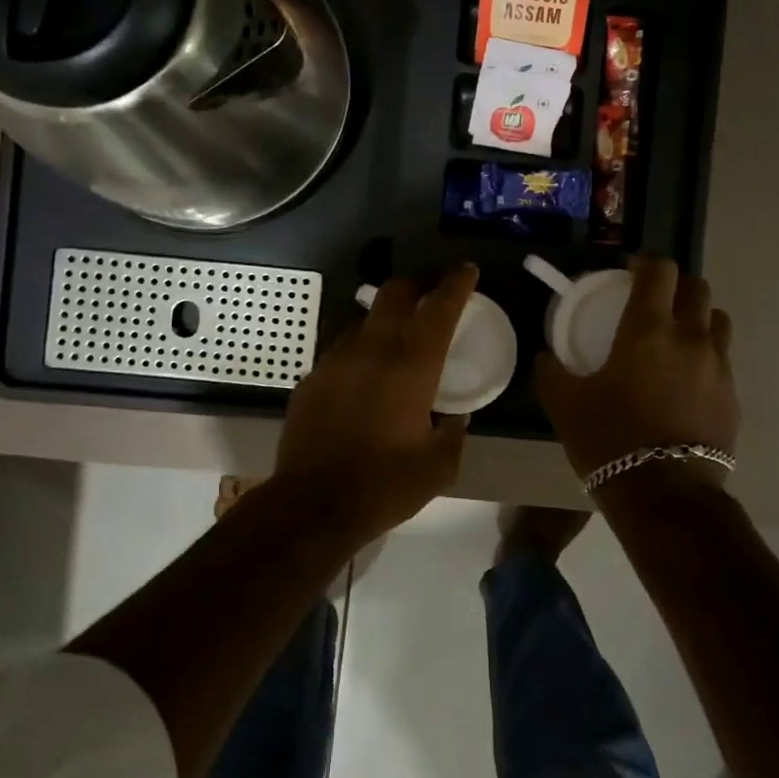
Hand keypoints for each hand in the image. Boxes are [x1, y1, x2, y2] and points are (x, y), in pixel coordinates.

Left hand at [276, 264, 477, 535]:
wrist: (311, 506)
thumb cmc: (384, 485)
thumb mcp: (438, 466)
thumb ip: (454, 433)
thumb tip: (455, 416)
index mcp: (411, 367)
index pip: (438, 308)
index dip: (456, 284)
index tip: (467, 271)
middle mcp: (372, 351)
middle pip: (393, 294)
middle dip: (416, 286)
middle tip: (430, 296)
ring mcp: (335, 361)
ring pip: (363, 319)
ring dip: (384, 319)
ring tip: (395, 339)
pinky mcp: (311, 379)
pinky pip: (340, 350)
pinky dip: (359, 351)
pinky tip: (363, 377)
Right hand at [535, 257, 738, 498]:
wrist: (665, 494)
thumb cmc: (610, 440)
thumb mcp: (564, 404)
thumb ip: (552, 371)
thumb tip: (547, 356)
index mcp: (648, 329)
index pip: (660, 270)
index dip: (646, 263)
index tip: (631, 272)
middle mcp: (691, 337)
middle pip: (697, 287)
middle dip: (676, 287)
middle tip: (654, 304)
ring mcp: (718, 366)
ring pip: (718, 320)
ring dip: (698, 318)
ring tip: (676, 339)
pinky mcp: (733, 395)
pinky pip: (723, 360)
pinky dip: (706, 357)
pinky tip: (686, 382)